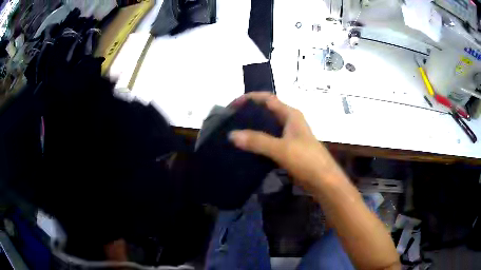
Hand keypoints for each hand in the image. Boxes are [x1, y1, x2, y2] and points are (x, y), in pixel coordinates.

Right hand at [228, 92, 338, 191]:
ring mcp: (289, 136)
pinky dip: (258, 142)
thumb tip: (232, 134)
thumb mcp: (281, 149)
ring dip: (252, 128)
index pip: (267, 99)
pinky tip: (246, 149)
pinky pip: (269, 141)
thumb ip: (257, 141)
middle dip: (249, 113)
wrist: (323, 181)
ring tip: (235, 134)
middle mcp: (289, 121)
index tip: (232, 105)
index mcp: (290, 114)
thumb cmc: (307, 160)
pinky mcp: (288, 149)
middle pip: (266, 111)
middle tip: (230, 120)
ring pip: (267, 127)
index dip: (249, 98)